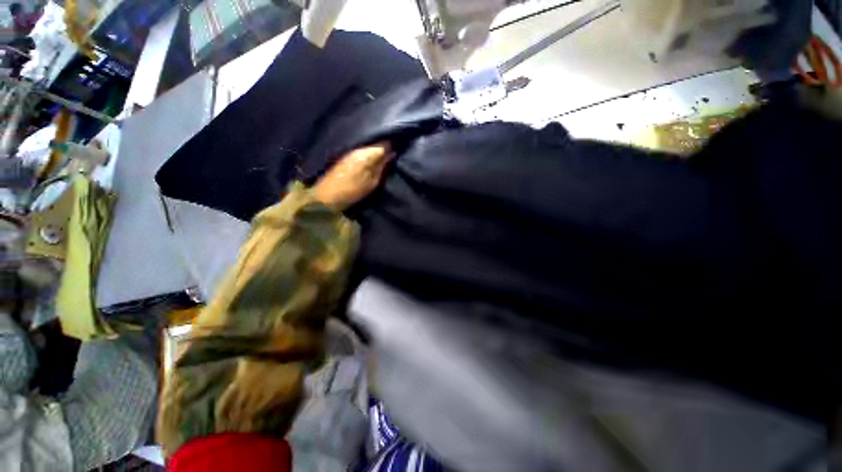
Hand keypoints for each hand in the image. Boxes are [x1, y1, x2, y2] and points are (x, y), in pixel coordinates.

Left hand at [314, 142, 391, 210]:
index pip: (385, 143)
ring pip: (369, 144)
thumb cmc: (352, 191)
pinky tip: (373, 157)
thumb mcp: (372, 183)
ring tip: (386, 154)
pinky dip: (369, 151)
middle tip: (394, 152)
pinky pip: (362, 148)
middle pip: (377, 141)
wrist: (327, 195)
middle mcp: (358, 147)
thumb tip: (392, 154)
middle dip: (386, 145)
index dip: (394, 144)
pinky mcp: (346, 154)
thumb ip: (383, 167)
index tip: (401, 147)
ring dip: (378, 148)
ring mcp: (351, 150)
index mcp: (367, 154)